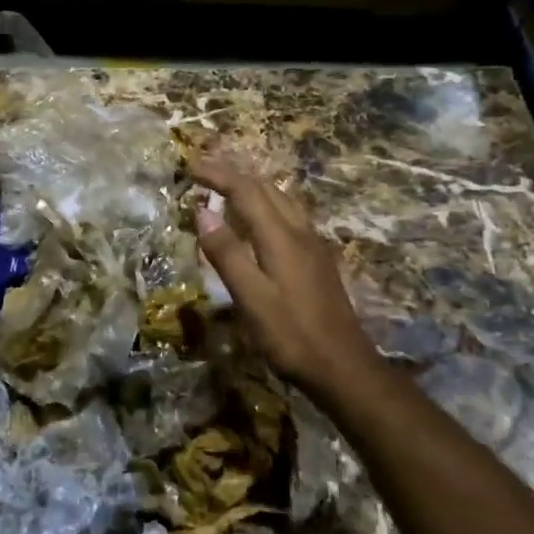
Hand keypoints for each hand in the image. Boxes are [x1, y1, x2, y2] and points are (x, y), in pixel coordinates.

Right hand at [191, 157, 382, 399]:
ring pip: (282, 200)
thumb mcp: (251, 297)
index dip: (217, 175)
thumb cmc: (291, 335)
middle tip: (203, 170)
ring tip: (227, 186)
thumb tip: (202, 211)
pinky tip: (259, 220)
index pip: (245, 190)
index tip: (190, 166)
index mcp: (281, 237)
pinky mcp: (317, 261)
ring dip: (252, 186)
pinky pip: (289, 216)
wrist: (343, 367)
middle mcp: (300, 232)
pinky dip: (266, 205)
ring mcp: (313, 245)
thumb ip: (226, 253)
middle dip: (234, 173)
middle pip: (266, 188)